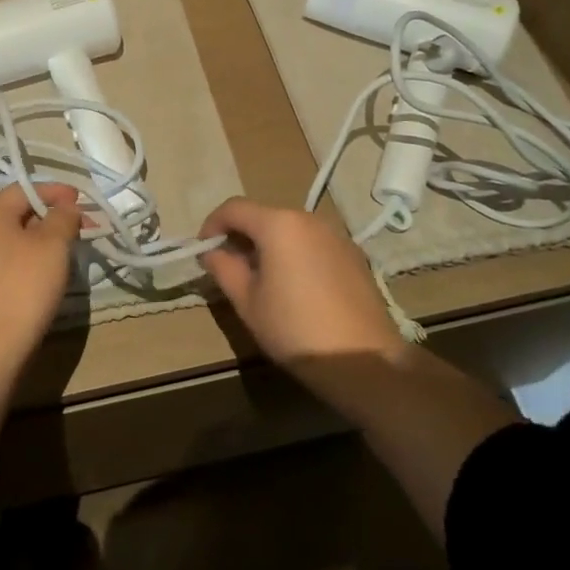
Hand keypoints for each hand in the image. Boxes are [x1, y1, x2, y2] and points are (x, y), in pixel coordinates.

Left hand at [0, 183, 83, 362]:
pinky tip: (47, 273)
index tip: (81, 199)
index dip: (55, 190)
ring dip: (43, 239)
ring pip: (15, 238)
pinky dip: (31, 258)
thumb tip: (66, 207)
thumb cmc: (23, 286)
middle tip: (81, 225)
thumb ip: (63, 218)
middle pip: (18, 212)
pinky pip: (9, 260)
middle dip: (52, 215)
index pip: (25, 188)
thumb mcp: (52, 245)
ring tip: (69, 249)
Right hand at [197, 197, 409, 380]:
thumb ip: (224, 268)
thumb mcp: (247, 302)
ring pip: (289, 229)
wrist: (366, 361)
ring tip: (261, 279)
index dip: (212, 225)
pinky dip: (294, 253)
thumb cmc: (296, 330)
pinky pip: (312, 243)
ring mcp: (335, 235)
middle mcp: (308, 218)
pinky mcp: (353, 254)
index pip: (233, 208)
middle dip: (241, 236)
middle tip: (228, 267)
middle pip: (263, 215)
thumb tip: (212, 251)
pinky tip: (295, 287)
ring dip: (268, 244)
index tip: (203, 251)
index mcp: (278, 224)